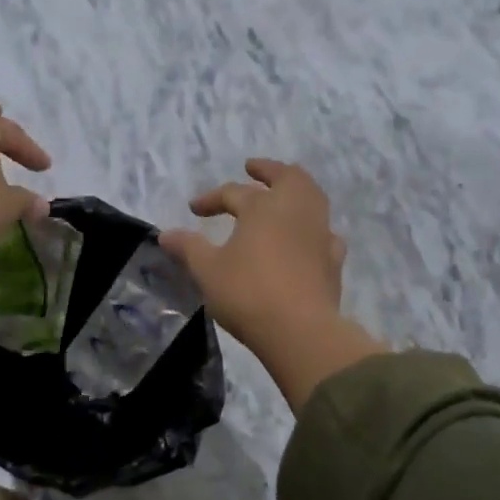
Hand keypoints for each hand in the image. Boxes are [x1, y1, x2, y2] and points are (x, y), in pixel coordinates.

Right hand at [161, 160, 383, 407]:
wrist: (300, 331)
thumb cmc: (248, 293)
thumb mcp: (207, 270)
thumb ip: (188, 247)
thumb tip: (166, 234)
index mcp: (263, 207)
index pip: (233, 192)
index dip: (211, 199)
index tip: (194, 210)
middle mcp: (295, 211)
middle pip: (288, 178)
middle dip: (269, 170)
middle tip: (253, 169)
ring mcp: (320, 234)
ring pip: (313, 198)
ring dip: (296, 191)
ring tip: (283, 195)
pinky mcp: (333, 260)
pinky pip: (325, 233)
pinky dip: (314, 227)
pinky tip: (306, 238)